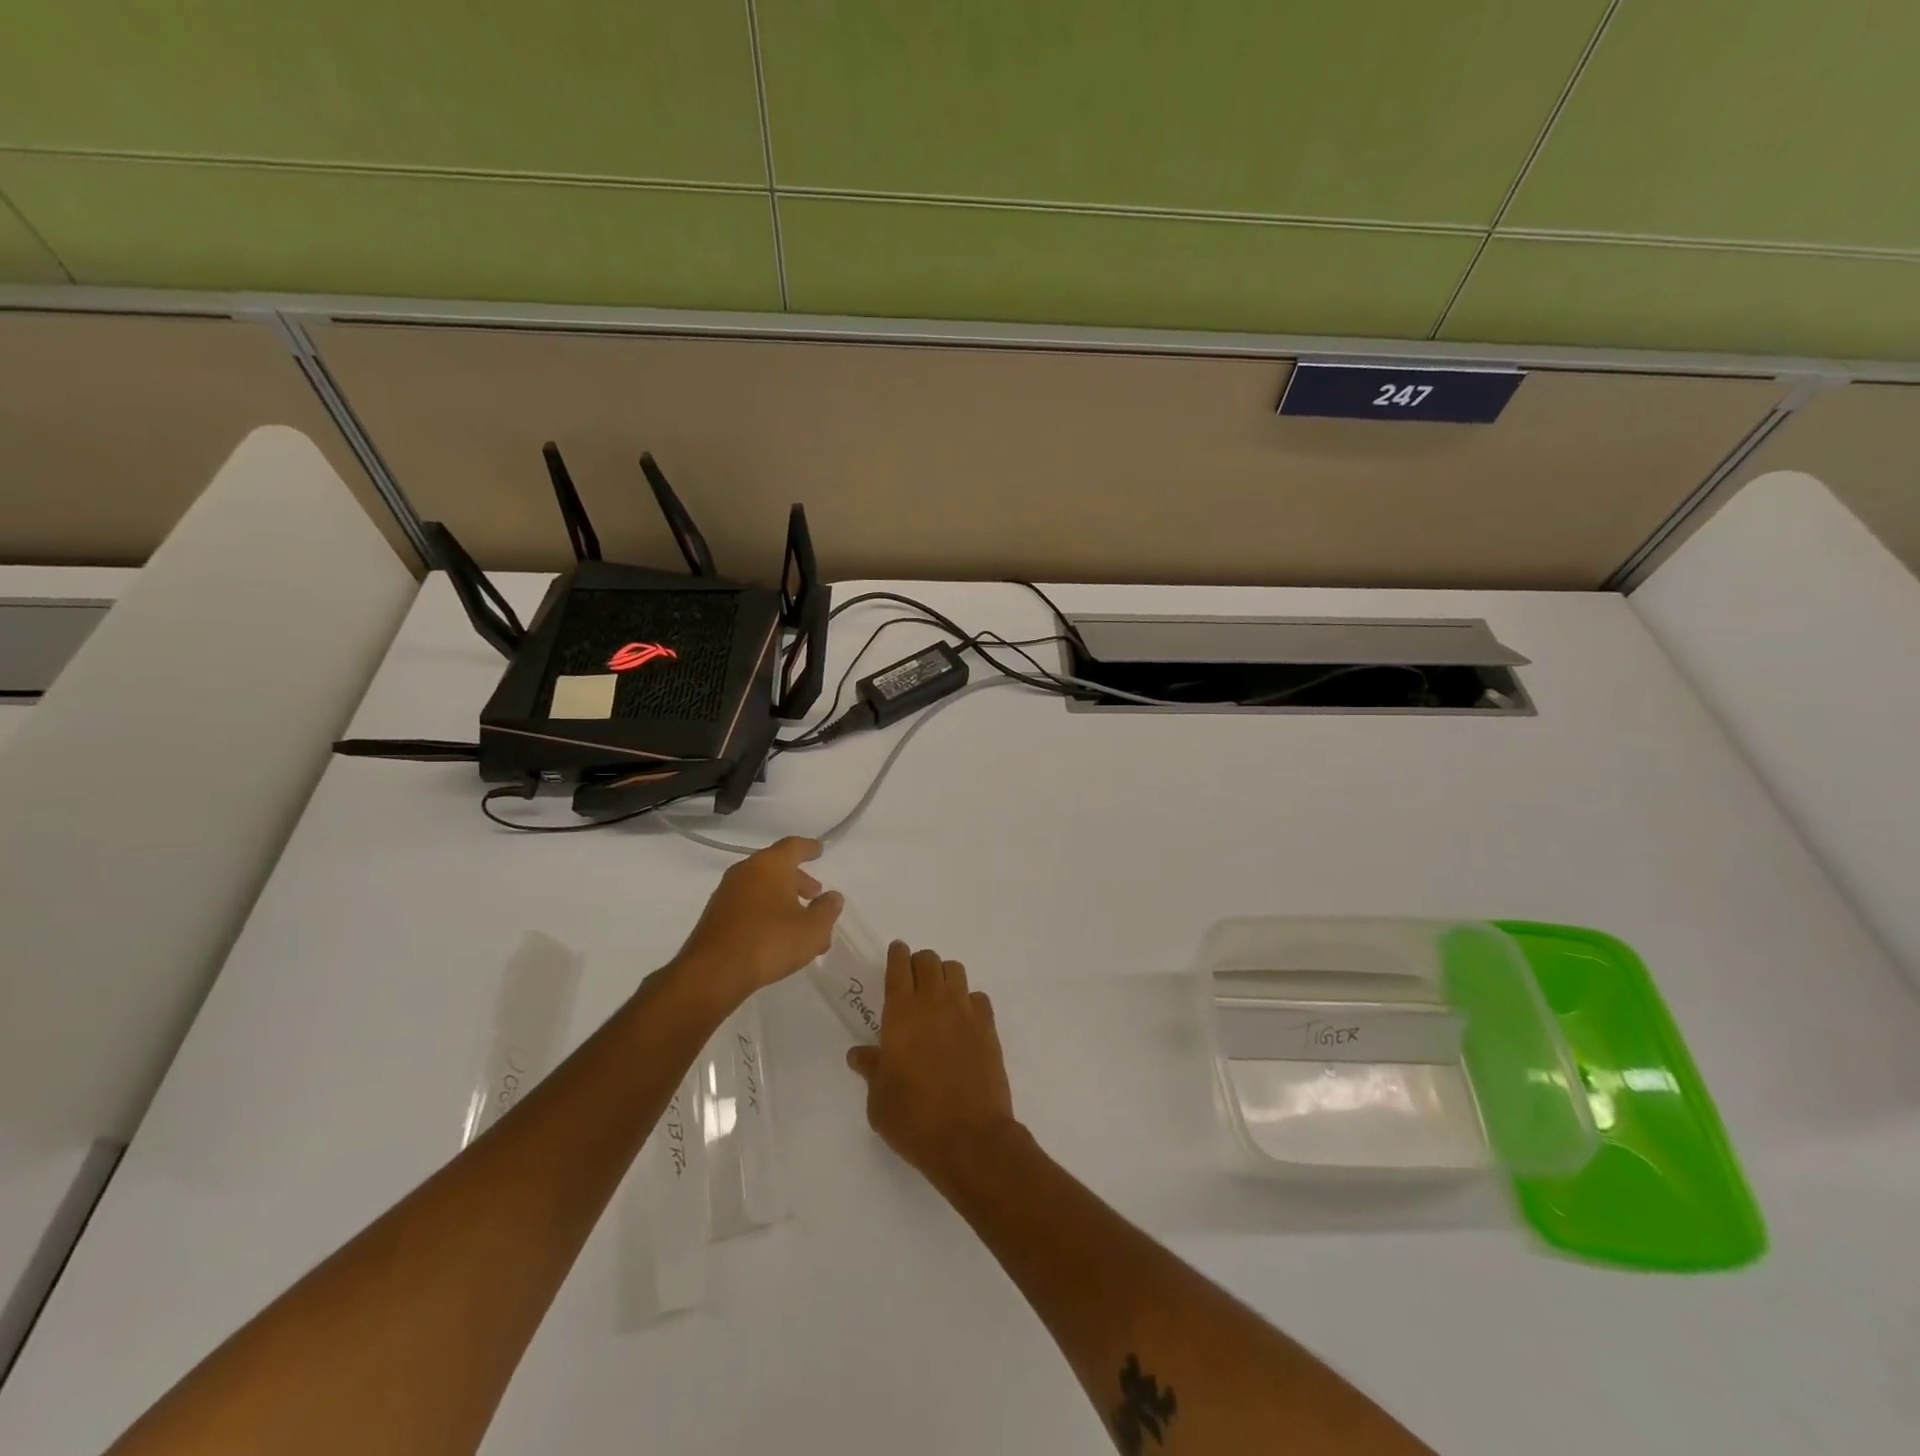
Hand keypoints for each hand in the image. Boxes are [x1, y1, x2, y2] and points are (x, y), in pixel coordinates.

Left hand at [673, 837, 842, 1004]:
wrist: (713, 973)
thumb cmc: (770, 942)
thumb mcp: (813, 929)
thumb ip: (827, 910)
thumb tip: (832, 896)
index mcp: (770, 865)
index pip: (793, 846)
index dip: (809, 848)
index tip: (819, 850)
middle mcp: (745, 871)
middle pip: (776, 867)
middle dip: (798, 879)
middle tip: (814, 894)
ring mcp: (727, 893)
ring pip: (762, 888)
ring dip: (783, 899)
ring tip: (800, 923)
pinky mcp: (716, 916)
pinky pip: (748, 905)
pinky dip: (766, 912)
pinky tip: (777, 936)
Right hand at [846, 942, 1019, 1185]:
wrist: (969, 1137)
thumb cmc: (914, 1119)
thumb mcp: (879, 1100)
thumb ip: (871, 1069)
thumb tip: (858, 1054)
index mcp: (901, 1013)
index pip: (899, 966)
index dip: (897, 955)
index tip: (896, 952)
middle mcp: (933, 1003)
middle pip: (928, 960)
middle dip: (919, 963)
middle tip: (913, 981)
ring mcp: (965, 1012)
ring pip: (955, 971)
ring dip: (944, 976)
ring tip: (938, 997)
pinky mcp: (988, 1027)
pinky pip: (978, 998)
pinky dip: (968, 1001)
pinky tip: (963, 1022)